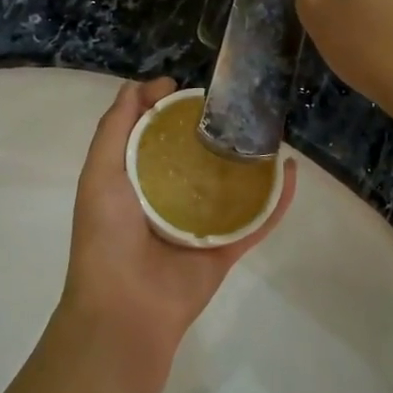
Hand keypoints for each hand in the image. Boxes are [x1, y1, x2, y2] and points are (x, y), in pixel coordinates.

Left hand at [59, 78, 295, 388]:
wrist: (126, 307)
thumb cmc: (107, 235)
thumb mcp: (100, 171)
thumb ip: (115, 128)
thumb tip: (141, 86)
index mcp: (135, 181)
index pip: (154, 136)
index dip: (168, 108)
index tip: (185, 87)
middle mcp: (169, 199)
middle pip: (198, 157)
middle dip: (216, 130)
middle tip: (237, 105)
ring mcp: (201, 224)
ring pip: (232, 185)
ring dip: (251, 160)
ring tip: (271, 130)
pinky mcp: (227, 248)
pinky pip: (257, 219)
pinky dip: (278, 198)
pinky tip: (292, 172)